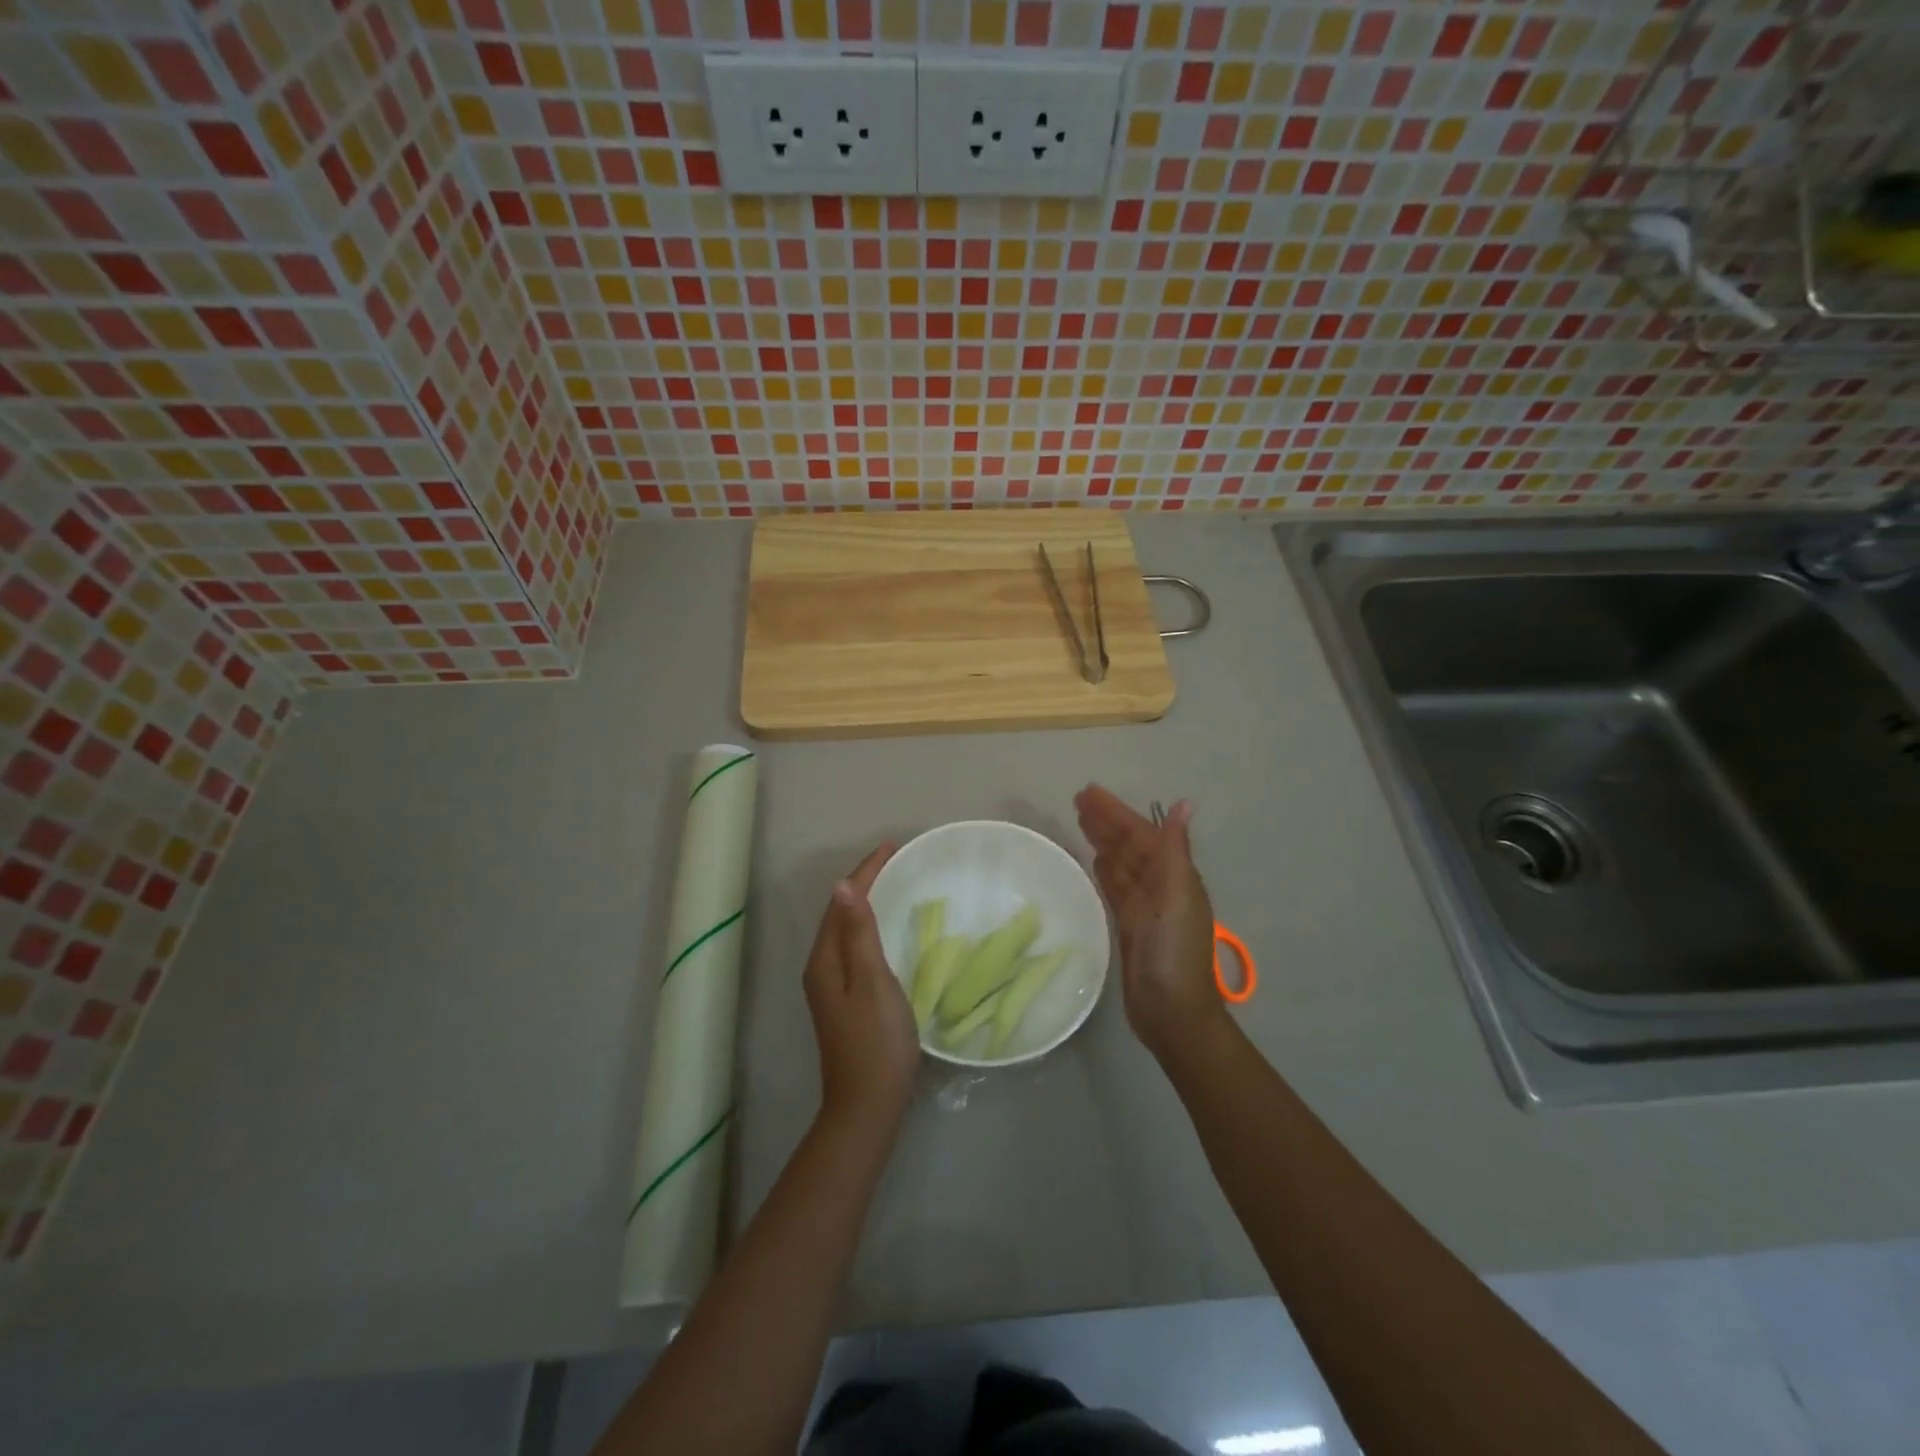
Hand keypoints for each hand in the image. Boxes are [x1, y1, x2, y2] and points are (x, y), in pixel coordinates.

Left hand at [803, 843, 919, 1135]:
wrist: (867, 1105)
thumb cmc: (876, 1041)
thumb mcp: (872, 982)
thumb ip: (858, 933)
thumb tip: (842, 886)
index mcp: (825, 960)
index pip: (842, 902)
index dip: (866, 871)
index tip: (892, 846)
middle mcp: (820, 968)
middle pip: (839, 913)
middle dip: (864, 882)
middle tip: (894, 859)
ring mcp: (830, 986)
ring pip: (845, 930)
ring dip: (864, 903)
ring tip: (890, 883)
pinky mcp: (843, 1000)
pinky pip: (852, 947)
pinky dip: (867, 927)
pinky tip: (883, 930)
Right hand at [1075, 785, 1225, 1057]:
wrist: (1172, 1013)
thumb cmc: (1175, 952)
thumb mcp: (1176, 896)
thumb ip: (1174, 850)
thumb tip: (1185, 803)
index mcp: (1174, 876)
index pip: (1141, 834)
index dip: (1117, 812)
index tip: (1089, 792)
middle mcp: (1161, 887)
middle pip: (1129, 845)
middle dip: (1107, 821)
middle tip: (1077, 799)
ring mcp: (1145, 908)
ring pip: (1120, 864)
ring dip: (1103, 841)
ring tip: (1080, 819)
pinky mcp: (1129, 927)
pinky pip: (1115, 888)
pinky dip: (1105, 871)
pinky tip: (1093, 860)